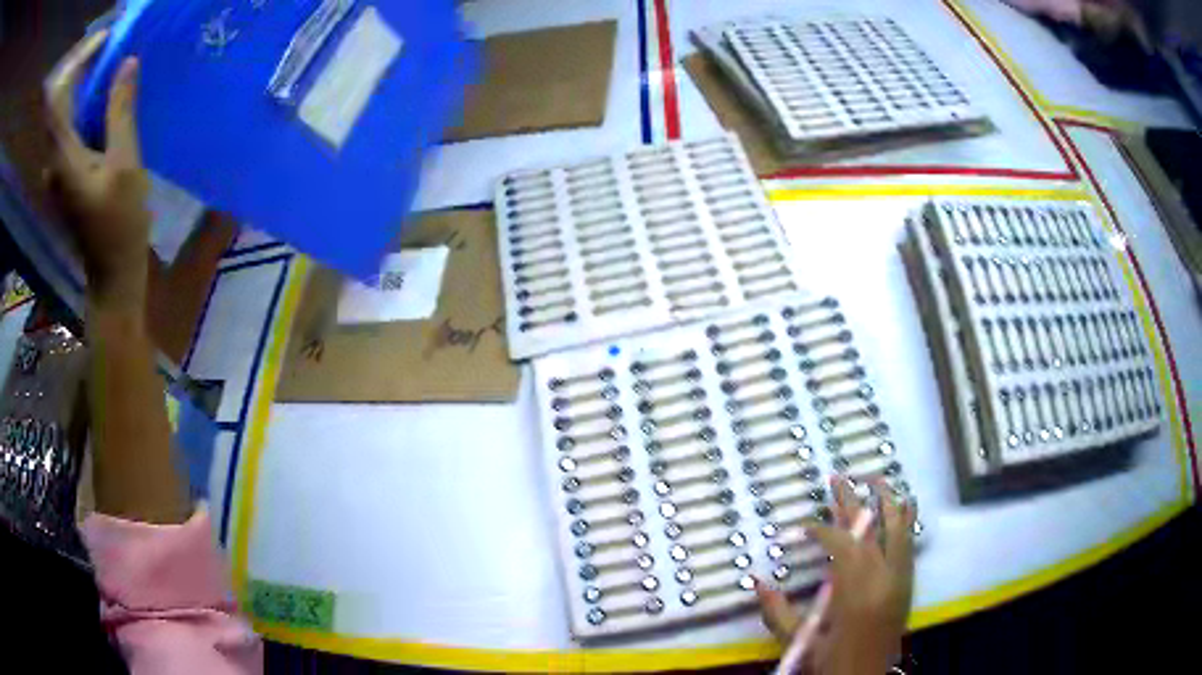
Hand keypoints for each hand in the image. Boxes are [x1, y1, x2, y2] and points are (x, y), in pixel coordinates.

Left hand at [44, 30, 150, 309]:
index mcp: (63, 159)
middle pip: (63, 107)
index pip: (60, 102)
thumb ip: (121, 112)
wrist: (113, 278)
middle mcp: (55, 164)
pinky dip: (86, 111)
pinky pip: (72, 133)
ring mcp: (59, 173)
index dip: (79, 65)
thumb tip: (127, 63)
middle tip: (111, 52)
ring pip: (68, 119)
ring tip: (112, 71)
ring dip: (86, 92)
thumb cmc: (119, 227)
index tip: (103, 40)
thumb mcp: (125, 165)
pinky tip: (105, 104)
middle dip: (84, 74)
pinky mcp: (67, 179)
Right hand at [756, 477, 915, 674]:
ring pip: (898, 529)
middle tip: (839, 477)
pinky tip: (905, 504)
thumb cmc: (830, 662)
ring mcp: (899, 579)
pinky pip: (910, 543)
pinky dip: (907, 521)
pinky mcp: (908, 583)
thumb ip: (777, 611)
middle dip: (852, 503)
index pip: (842, 545)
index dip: (822, 529)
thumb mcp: (799, 640)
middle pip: (870, 530)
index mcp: (854, 592)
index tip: (805, 525)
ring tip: (876, 478)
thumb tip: (755, 581)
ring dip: (887, 501)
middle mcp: (882, 578)